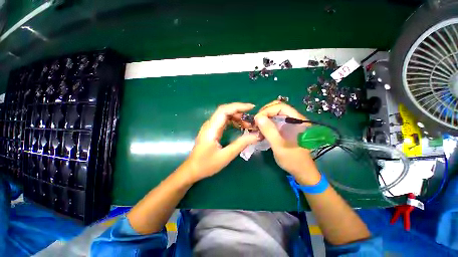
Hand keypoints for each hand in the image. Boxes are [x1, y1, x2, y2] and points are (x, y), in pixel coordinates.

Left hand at [181, 103, 260, 182]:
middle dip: (240, 112)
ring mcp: (210, 127)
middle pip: (225, 111)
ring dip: (237, 117)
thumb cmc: (207, 164)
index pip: (224, 110)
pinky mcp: (211, 130)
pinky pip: (223, 121)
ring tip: (248, 125)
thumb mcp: (226, 156)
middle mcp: (210, 124)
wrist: (192, 170)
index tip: (251, 108)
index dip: (238, 106)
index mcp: (211, 129)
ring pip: (224, 115)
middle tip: (252, 120)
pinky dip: (233, 122)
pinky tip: (240, 127)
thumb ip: (241, 144)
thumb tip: (257, 135)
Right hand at [254, 101, 320, 184]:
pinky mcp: (286, 128)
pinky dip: (267, 123)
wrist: (302, 171)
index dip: (267, 110)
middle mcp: (295, 119)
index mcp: (297, 121)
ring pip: (275, 114)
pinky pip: (275, 120)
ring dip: (265, 117)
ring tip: (257, 125)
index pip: (281, 107)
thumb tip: (258, 117)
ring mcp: (290, 123)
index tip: (257, 119)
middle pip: (278, 108)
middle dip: (265, 112)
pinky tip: (262, 129)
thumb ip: (269, 131)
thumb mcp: (279, 146)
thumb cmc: (292, 160)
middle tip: (256, 121)